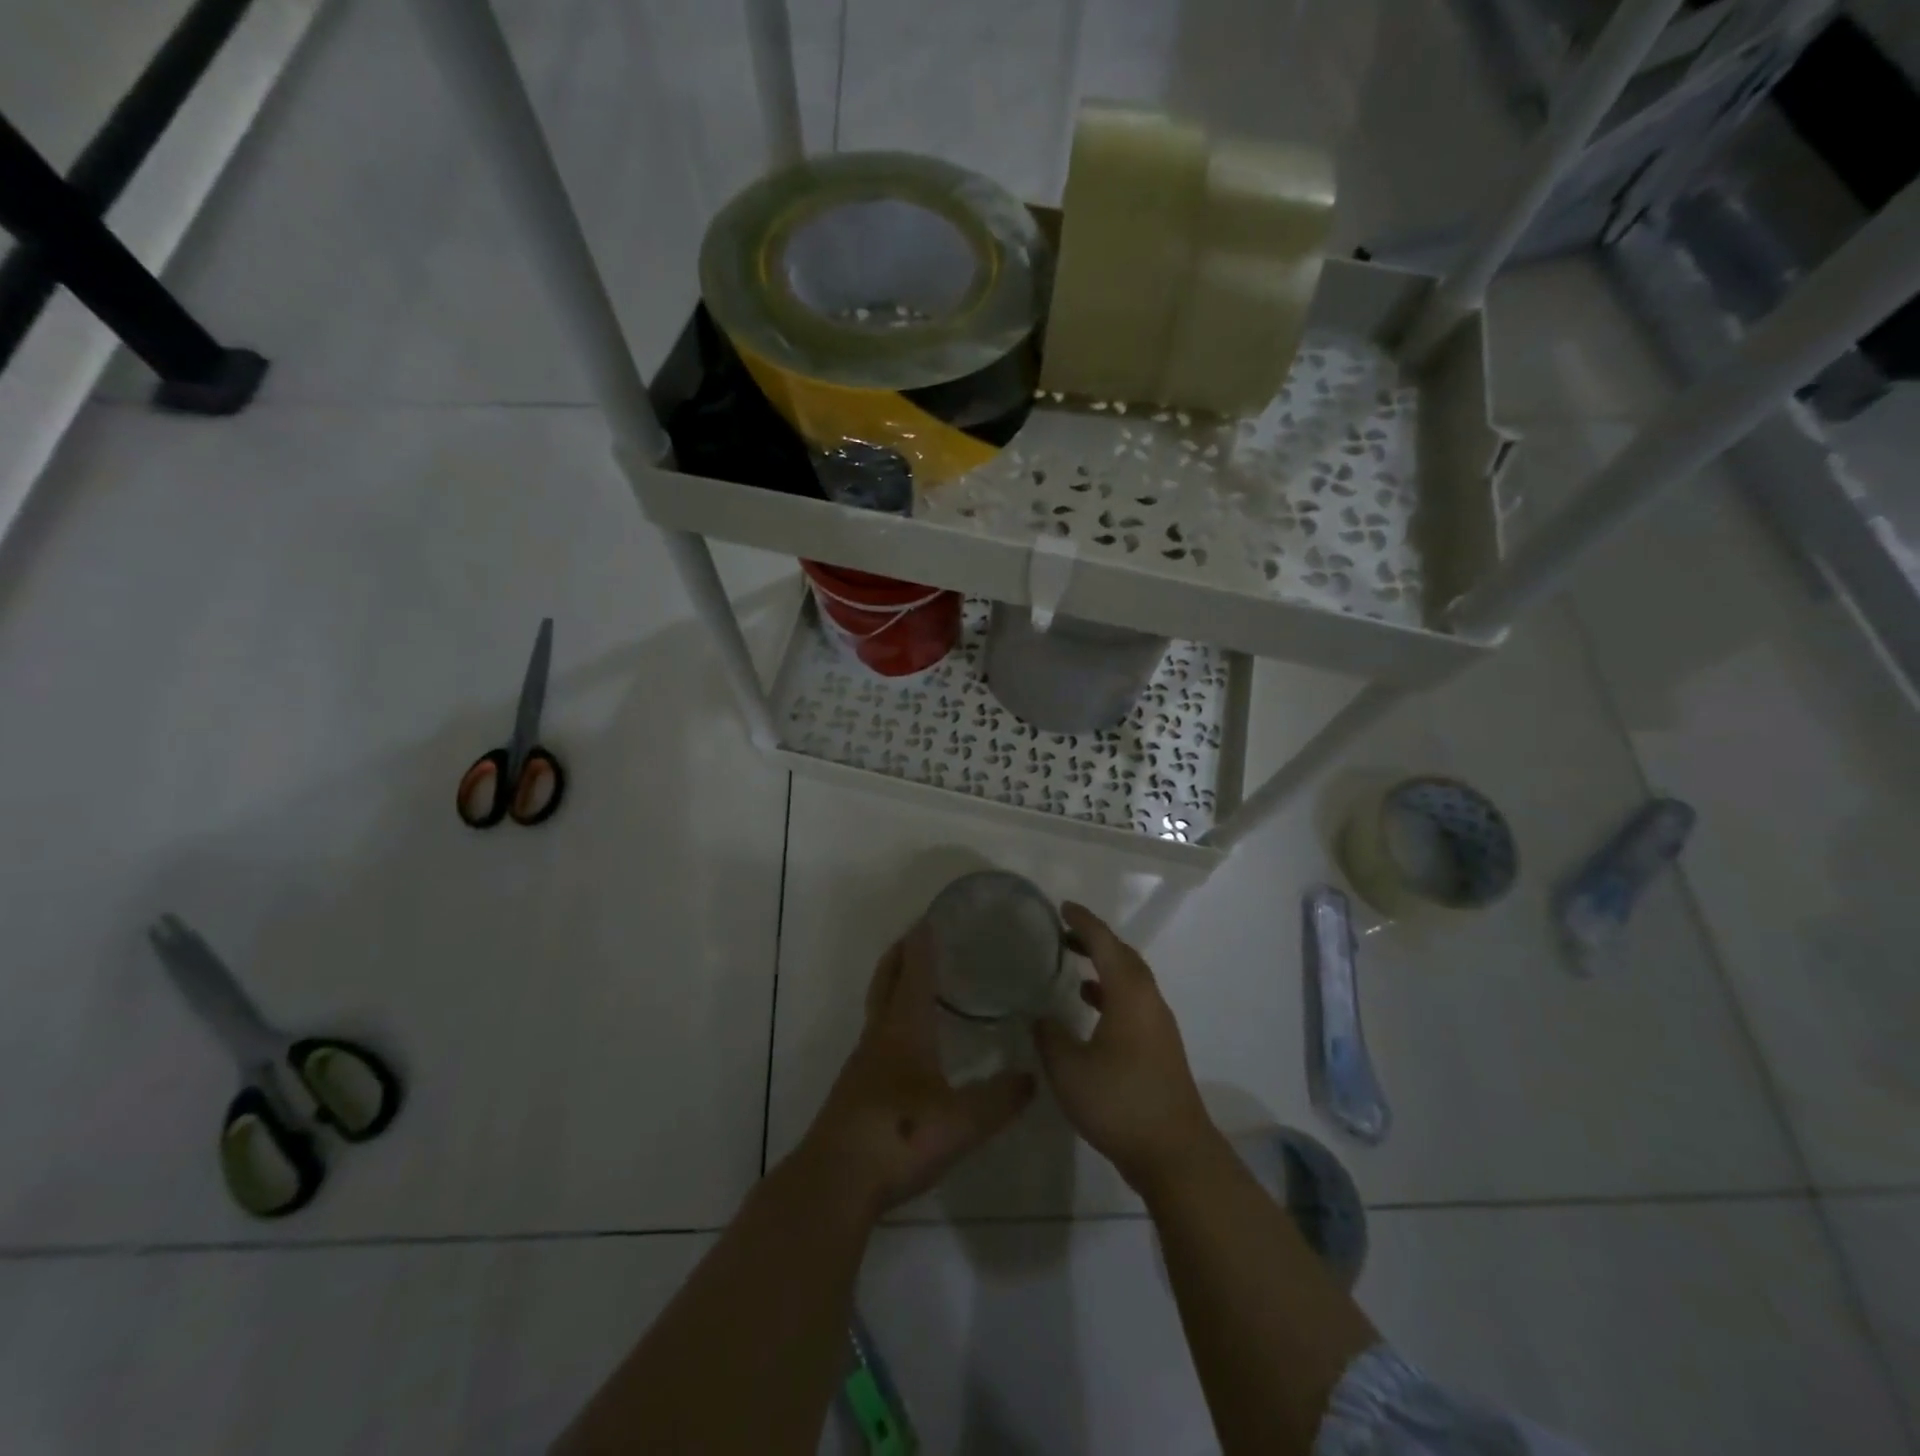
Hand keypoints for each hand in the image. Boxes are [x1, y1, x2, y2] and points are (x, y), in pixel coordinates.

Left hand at [797, 922, 1035, 1217]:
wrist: (835, 1181)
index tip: (929, 918)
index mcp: (904, 1029)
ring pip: (878, 1008)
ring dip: (893, 986)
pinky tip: (905, 1044)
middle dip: (900, 955)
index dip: (922, 945)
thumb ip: (999, 1099)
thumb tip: (1032, 1077)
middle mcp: (879, 1036)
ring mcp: (862, 1063)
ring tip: (916, 983)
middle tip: (917, 936)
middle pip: (886, 981)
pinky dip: (891, 1019)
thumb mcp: (962, 1122)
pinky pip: (876, 1037)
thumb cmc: (899, 1137)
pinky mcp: (855, 1089)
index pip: (914, 974)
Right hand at [1034, 903, 1219, 1193]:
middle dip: (1095, 940)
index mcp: (1129, 994)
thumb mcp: (1069, 1070)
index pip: (1105, 944)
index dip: (1083, 922)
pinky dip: (1111, 992)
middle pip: (1123, 956)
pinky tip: (1091, 1009)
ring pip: (1131, 980)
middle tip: (1064, 933)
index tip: (1062, 908)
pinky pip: (1134, 1002)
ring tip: (1074, 964)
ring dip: (1104, 966)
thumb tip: (1041, 1017)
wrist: (1174, 1154)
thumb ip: (1050, 1037)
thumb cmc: (1120, 1103)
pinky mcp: (1160, 1047)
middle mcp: (1149, 1001)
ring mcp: (1158, 1025)